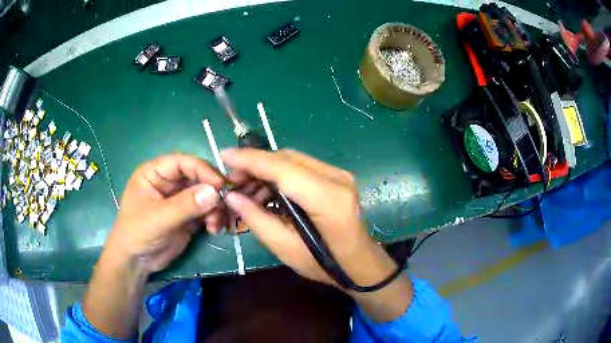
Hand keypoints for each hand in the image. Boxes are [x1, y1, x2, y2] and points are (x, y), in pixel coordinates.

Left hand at [105, 154, 225, 273]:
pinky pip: (206, 211)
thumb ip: (185, 205)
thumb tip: (215, 192)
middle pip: (197, 177)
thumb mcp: (158, 218)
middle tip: (227, 205)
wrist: (136, 262)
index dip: (202, 170)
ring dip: (215, 207)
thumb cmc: (137, 233)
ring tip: (217, 224)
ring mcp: (179, 200)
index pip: (183, 162)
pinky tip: (214, 229)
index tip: (220, 186)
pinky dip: (214, 218)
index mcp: (155, 173)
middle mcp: (169, 183)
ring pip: (205, 195)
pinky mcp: (187, 216)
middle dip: (212, 191)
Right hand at [221, 149, 404, 287]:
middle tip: (233, 181)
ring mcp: (339, 175)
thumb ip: (257, 219)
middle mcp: (337, 178)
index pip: (283, 168)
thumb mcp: (285, 248)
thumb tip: (232, 196)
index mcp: (328, 199)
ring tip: (246, 190)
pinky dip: (280, 174)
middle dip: (255, 164)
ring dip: (266, 170)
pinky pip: (301, 167)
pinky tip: (266, 191)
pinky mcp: (337, 177)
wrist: (358, 262)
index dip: (250, 160)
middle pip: (287, 159)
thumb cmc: (324, 263)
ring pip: (293, 160)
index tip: (224, 155)